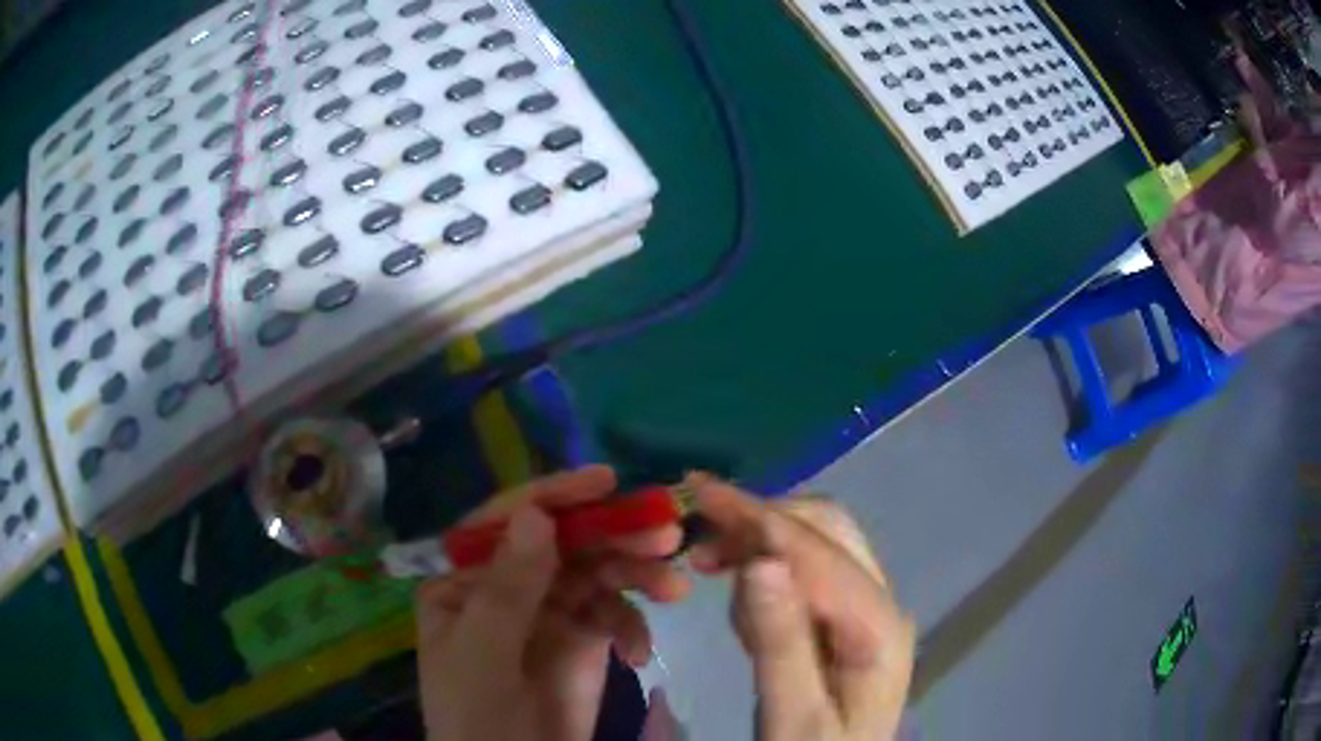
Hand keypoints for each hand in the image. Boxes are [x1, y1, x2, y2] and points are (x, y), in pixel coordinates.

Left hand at [415, 466, 688, 740]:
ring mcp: (548, 611)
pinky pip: (615, 612)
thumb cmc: (477, 716)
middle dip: (613, 534)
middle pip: (563, 543)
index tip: (606, 481)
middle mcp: (507, 585)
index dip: (555, 497)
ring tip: (673, 588)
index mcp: (466, 580)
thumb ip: (507, 589)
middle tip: (665, 534)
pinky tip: (638, 654)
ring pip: (596, 572)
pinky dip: (633, 625)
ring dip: (636, 573)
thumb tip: (535, 513)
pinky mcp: (583, 639)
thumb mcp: (483, 655)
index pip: (508, 523)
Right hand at [686, 474, 915, 740]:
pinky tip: (741, 593)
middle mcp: (883, 603)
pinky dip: (768, 566)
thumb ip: (781, 641)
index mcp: (878, 627)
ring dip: (762, 539)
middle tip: (699, 531)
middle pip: (828, 530)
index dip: (759, 518)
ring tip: (709, 562)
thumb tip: (762, 561)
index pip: (819, 553)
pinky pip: (808, 571)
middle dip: (762, 520)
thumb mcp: (791, 713)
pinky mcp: (847, 620)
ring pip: (818, 542)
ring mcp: (867, 609)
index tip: (697, 490)